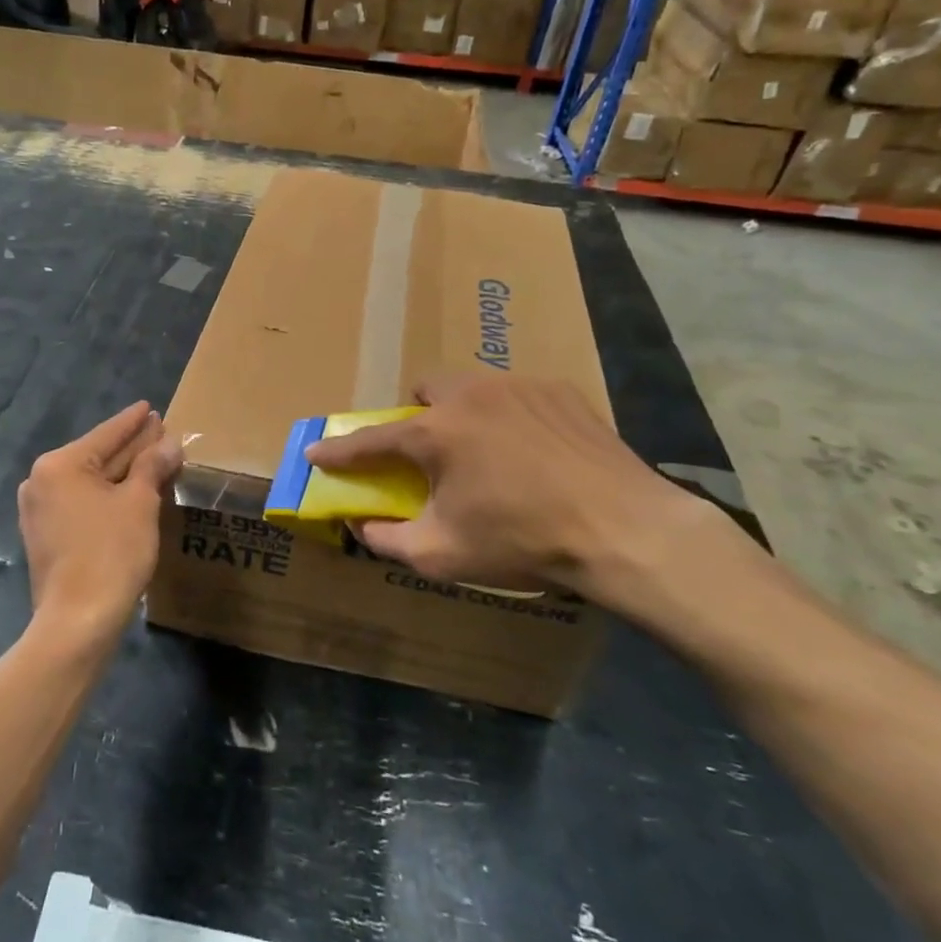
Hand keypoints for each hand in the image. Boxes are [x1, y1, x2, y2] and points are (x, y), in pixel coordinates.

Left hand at [18, 403, 182, 650]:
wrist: (78, 620)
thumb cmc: (110, 552)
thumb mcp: (139, 503)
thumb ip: (152, 466)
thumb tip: (169, 443)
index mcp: (60, 465)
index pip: (106, 434)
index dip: (133, 421)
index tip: (149, 406)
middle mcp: (42, 481)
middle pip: (97, 456)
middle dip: (130, 447)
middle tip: (159, 431)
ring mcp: (39, 511)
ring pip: (90, 482)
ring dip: (122, 473)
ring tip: (152, 459)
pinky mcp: (45, 536)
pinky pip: (82, 503)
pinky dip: (107, 496)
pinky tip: (131, 493)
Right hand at [305, 374, 718, 613]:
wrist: (624, 531)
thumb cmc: (523, 541)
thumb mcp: (442, 554)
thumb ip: (388, 540)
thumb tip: (361, 527)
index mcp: (436, 433)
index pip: (371, 440)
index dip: (339, 450)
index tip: (316, 451)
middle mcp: (470, 395)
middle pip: (424, 391)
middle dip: (416, 417)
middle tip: (430, 454)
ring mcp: (518, 387)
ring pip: (471, 387)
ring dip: (463, 413)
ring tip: (488, 453)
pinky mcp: (559, 391)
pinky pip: (516, 395)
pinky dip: (509, 417)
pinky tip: (534, 452)